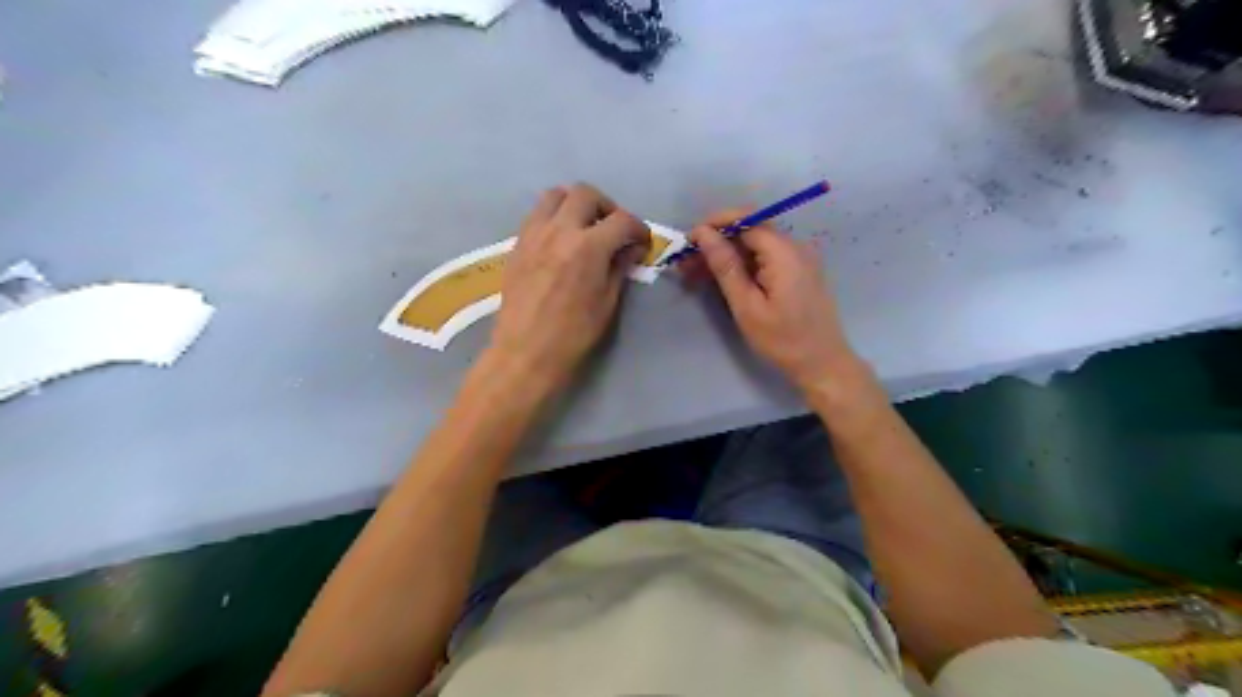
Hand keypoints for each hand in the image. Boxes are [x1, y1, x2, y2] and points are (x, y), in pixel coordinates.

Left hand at [491, 186, 651, 389]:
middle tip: (613, 229)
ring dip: (575, 204)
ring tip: (583, 227)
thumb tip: (631, 249)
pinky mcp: (517, 244)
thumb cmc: (573, 334)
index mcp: (588, 247)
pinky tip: (560, 242)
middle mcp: (559, 230)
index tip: (641, 241)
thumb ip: (619, 268)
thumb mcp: (607, 303)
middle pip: (585, 194)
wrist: (526, 352)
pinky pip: (537, 214)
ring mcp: (534, 234)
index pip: (621, 220)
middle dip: (606, 207)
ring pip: (555, 195)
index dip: (638, 228)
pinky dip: (554, 217)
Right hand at [683, 208, 860, 393]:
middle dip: (716, 240)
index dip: (714, 224)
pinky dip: (742, 264)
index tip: (688, 241)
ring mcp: (798, 259)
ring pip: (755, 245)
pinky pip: (765, 258)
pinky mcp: (797, 272)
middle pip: (750, 230)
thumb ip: (725, 266)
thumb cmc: (783, 340)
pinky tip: (721, 278)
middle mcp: (795, 247)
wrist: (822, 364)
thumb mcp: (747, 306)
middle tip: (686, 261)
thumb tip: (703, 234)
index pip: (746, 220)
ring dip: (726, 254)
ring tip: (695, 272)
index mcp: (784, 252)